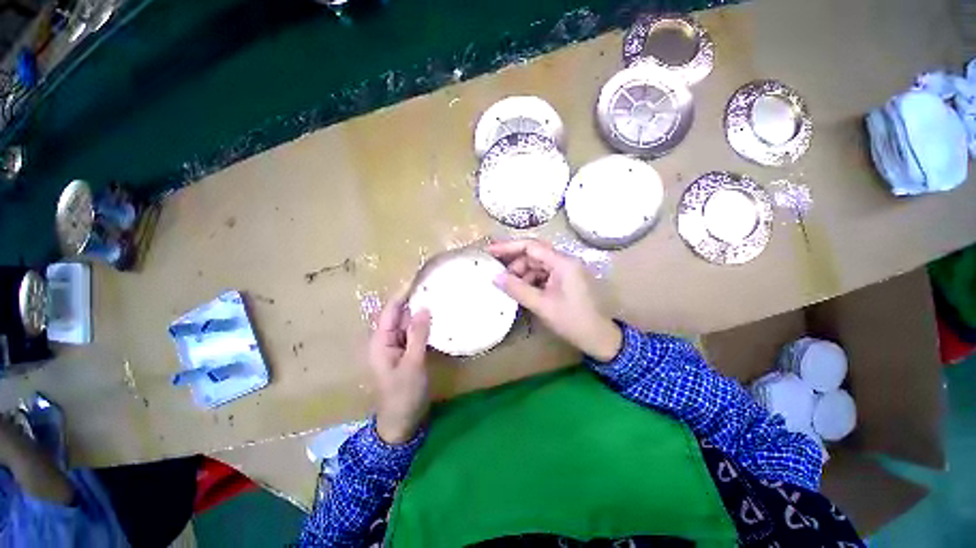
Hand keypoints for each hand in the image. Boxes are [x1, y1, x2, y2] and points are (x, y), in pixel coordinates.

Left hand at [367, 288, 432, 444]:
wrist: (402, 423)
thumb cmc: (404, 394)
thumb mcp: (413, 363)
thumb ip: (418, 335)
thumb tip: (424, 308)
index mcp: (381, 342)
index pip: (390, 311)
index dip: (403, 294)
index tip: (417, 278)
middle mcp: (387, 340)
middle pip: (399, 315)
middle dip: (413, 300)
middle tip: (432, 285)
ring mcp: (397, 347)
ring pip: (408, 324)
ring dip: (420, 312)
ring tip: (437, 296)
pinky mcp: (407, 353)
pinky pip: (414, 334)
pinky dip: (424, 325)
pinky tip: (437, 318)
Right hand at [488, 239, 621, 361]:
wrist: (599, 338)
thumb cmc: (572, 321)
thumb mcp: (542, 305)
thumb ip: (517, 289)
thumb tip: (495, 277)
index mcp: (562, 263)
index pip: (531, 246)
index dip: (508, 246)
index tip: (490, 251)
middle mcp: (565, 261)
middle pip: (534, 254)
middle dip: (515, 264)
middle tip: (499, 276)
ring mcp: (566, 270)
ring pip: (537, 265)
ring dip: (522, 274)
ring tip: (511, 287)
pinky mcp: (565, 280)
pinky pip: (543, 274)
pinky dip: (531, 280)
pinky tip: (523, 291)